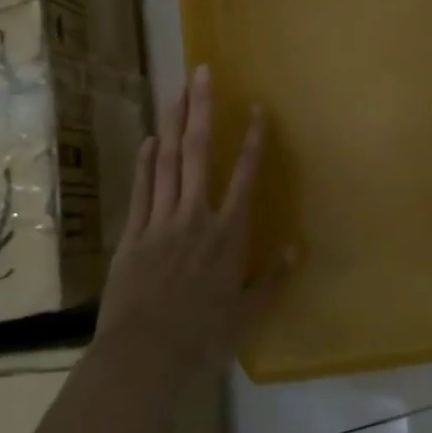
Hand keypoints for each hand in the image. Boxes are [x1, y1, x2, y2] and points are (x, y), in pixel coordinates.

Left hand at [96, 65, 288, 377]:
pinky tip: (151, 139)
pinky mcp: (133, 235)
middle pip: (199, 153)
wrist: (141, 359)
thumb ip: (273, 279)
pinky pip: (142, 189)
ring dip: (174, 123)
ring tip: (177, 90)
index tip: (257, 109)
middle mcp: (195, 217)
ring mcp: (160, 222)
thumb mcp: (247, 317)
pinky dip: (146, 162)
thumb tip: (298, 247)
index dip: (253, 141)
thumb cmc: (201, 340)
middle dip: (202, 109)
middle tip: (202, 73)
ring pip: (168, 162)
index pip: (245, 177)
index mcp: (228, 235)